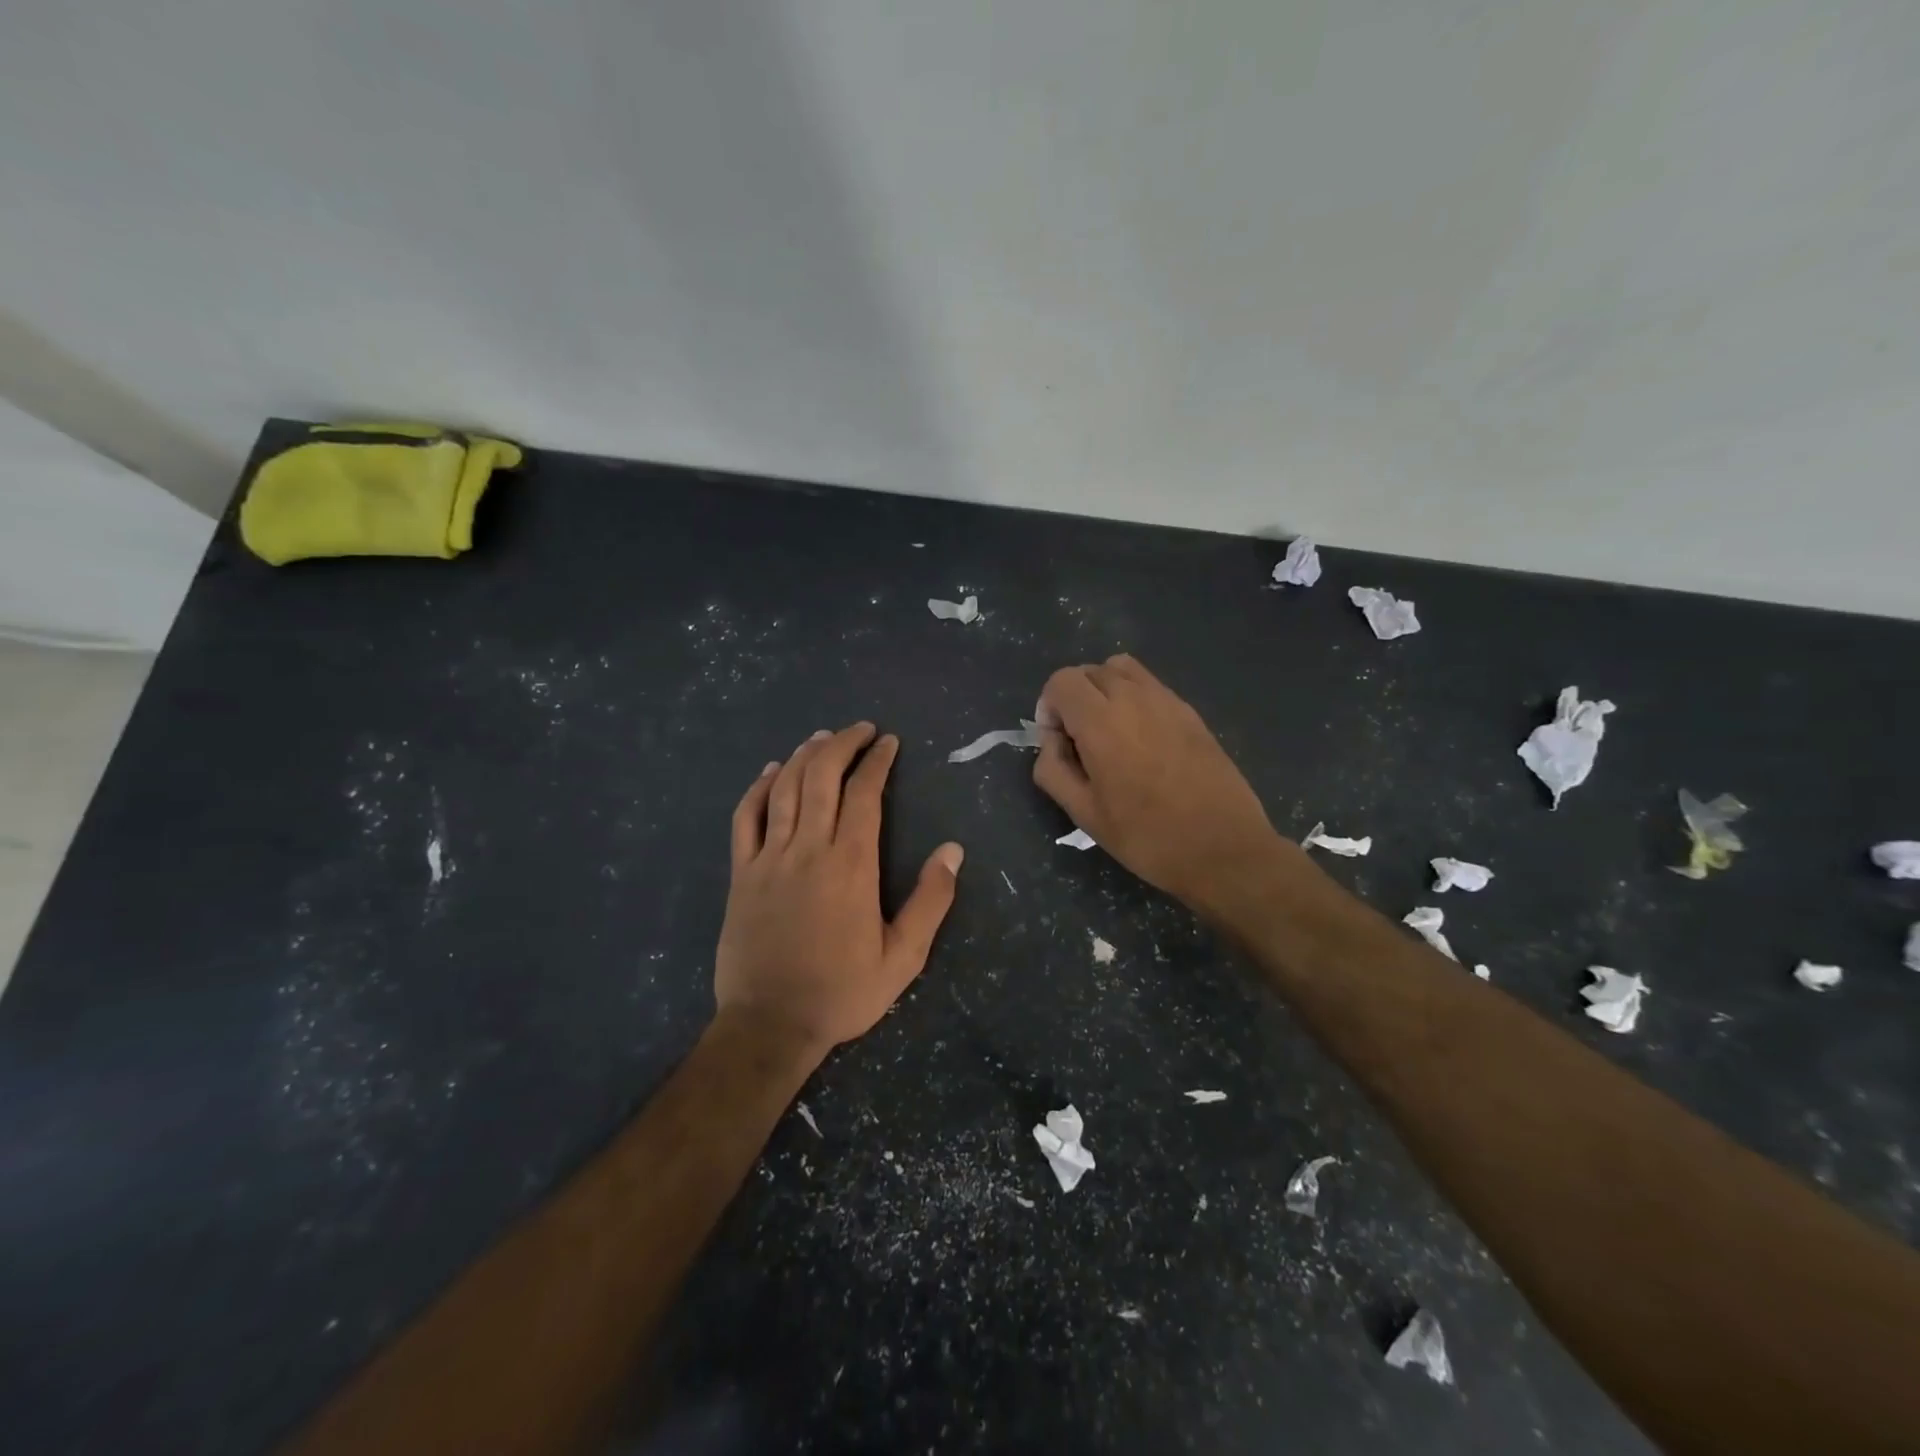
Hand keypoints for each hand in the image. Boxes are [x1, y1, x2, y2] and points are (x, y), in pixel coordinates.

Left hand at [716, 723, 963, 1055]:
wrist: (770, 1023)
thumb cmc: (842, 992)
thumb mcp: (903, 957)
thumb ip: (930, 901)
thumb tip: (952, 850)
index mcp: (851, 864)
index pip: (865, 793)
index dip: (877, 761)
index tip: (888, 742)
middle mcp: (809, 849)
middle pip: (822, 777)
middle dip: (842, 744)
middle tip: (860, 730)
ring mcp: (769, 858)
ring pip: (784, 789)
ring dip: (804, 756)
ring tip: (822, 737)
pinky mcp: (741, 873)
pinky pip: (746, 818)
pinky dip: (758, 788)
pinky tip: (770, 771)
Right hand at [1034, 656, 1280, 910]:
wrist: (1224, 849)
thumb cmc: (1147, 837)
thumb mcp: (1084, 814)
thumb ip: (1053, 769)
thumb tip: (1053, 742)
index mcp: (1101, 722)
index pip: (1062, 681)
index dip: (1049, 707)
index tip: (1058, 742)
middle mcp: (1134, 698)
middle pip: (1090, 670)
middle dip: (1074, 697)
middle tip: (1080, 741)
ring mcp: (1167, 700)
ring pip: (1122, 669)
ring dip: (1105, 690)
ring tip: (1110, 731)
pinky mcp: (1191, 712)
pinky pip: (1151, 686)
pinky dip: (1134, 698)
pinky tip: (1143, 741)